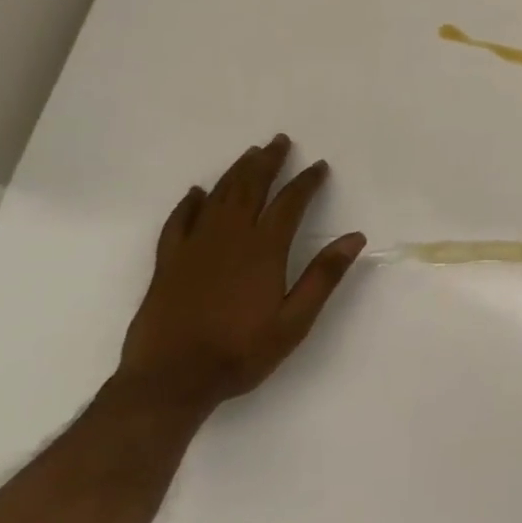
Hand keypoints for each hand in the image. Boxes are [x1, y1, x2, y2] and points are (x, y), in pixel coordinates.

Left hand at [116, 134, 365, 413]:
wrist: (170, 381)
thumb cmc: (240, 352)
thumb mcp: (294, 322)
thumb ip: (323, 276)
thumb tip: (354, 237)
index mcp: (264, 249)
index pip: (290, 203)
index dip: (306, 182)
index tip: (318, 166)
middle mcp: (229, 238)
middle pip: (251, 188)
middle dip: (268, 162)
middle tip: (279, 141)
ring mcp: (195, 247)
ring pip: (218, 197)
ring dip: (236, 172)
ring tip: (250, 154)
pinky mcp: (168, 262)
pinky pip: (178, 222)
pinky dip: (189, 203)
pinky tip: (196, 193)